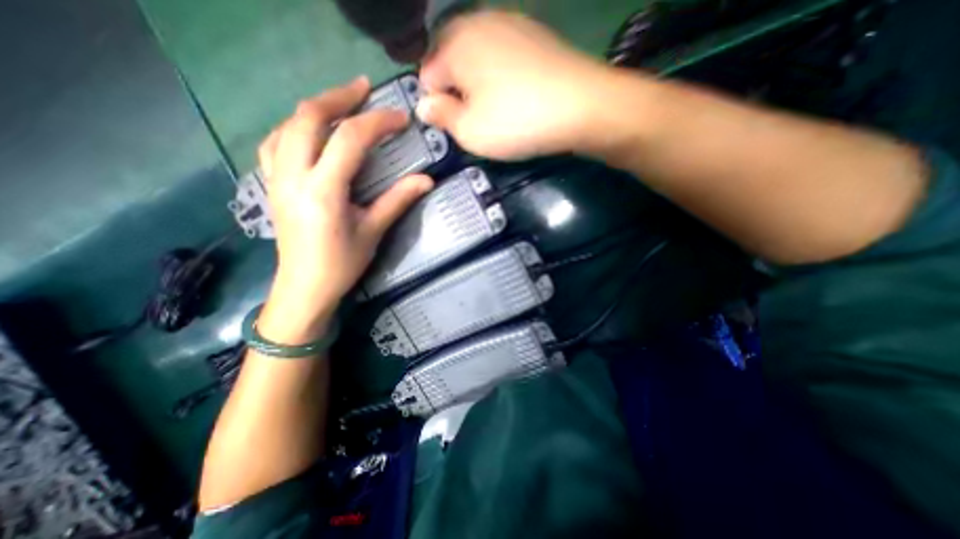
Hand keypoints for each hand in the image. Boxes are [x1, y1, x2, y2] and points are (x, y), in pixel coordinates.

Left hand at [258, 77, 432, 332]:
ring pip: (286, 125)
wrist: (304, 288)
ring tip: (340, 103)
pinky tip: (311, 130)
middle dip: (338, 97)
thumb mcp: (373, 231)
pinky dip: (295, 127)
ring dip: (315, 108)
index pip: (349, 140)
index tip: (400, 118)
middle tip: (364, 89)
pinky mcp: (272, 184)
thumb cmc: (342, 264)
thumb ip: (397, 200)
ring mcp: (276, 178)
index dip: (377, 123)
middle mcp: (293, 176)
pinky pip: (276, 142)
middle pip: (308, 118)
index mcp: (323, 191)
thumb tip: (427, 180)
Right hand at [422, 10, 613, 160]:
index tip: (452, 125)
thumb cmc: (516, 122)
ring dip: (478, 83)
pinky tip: (515, 95)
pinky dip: (500, 75)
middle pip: (451, 61)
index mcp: (455, 44)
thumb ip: (441, 117)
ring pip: (478, 57)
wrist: (580, 106)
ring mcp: (510, 23)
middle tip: (474, 120)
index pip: (427, 75)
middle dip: (456, 91)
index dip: (435, 104)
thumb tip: (424, 106)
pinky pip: (503, 55)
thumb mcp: (469, 132)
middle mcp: (479, 23)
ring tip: (495, 110)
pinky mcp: (534, 34)